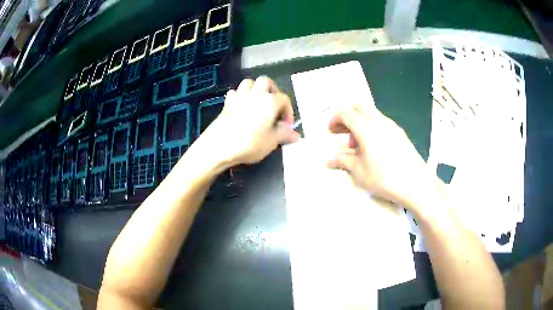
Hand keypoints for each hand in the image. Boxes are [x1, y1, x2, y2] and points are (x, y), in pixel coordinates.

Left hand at [197, 77, 299, 166]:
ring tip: (258, 102)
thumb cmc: (249, 143)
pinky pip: (235, 93)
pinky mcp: (227, 103)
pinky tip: (241, 106)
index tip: (286, 126)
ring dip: (255, 89)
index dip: (288, 111)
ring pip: (249, 83)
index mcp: (270, 101)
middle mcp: (255, 94)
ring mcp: (239, 96)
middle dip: (272, 90)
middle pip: (266, 81)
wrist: (219, 146)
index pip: (284, 99)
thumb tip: (296, 135)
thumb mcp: (271, 142)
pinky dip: (239, 96)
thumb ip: (284, 135)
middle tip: (273, 105)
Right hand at [327, 104, 444, 216]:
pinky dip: (373, 128)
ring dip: (361, 123)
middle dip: (348, 117)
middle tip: (344, 134)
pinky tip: (375, 149)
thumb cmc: (384, 177)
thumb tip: (329, 161)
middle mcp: (379, 121)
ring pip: (372, 114)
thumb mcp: (359, 172)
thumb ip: (343, 161)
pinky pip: (382, 123)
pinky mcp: (401, 133)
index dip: (335, 120)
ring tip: (359, 146)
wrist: (416, 183)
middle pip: (359, 108)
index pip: (346, 113)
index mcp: (366, 127)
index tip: (331, 132)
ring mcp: (392, 126)